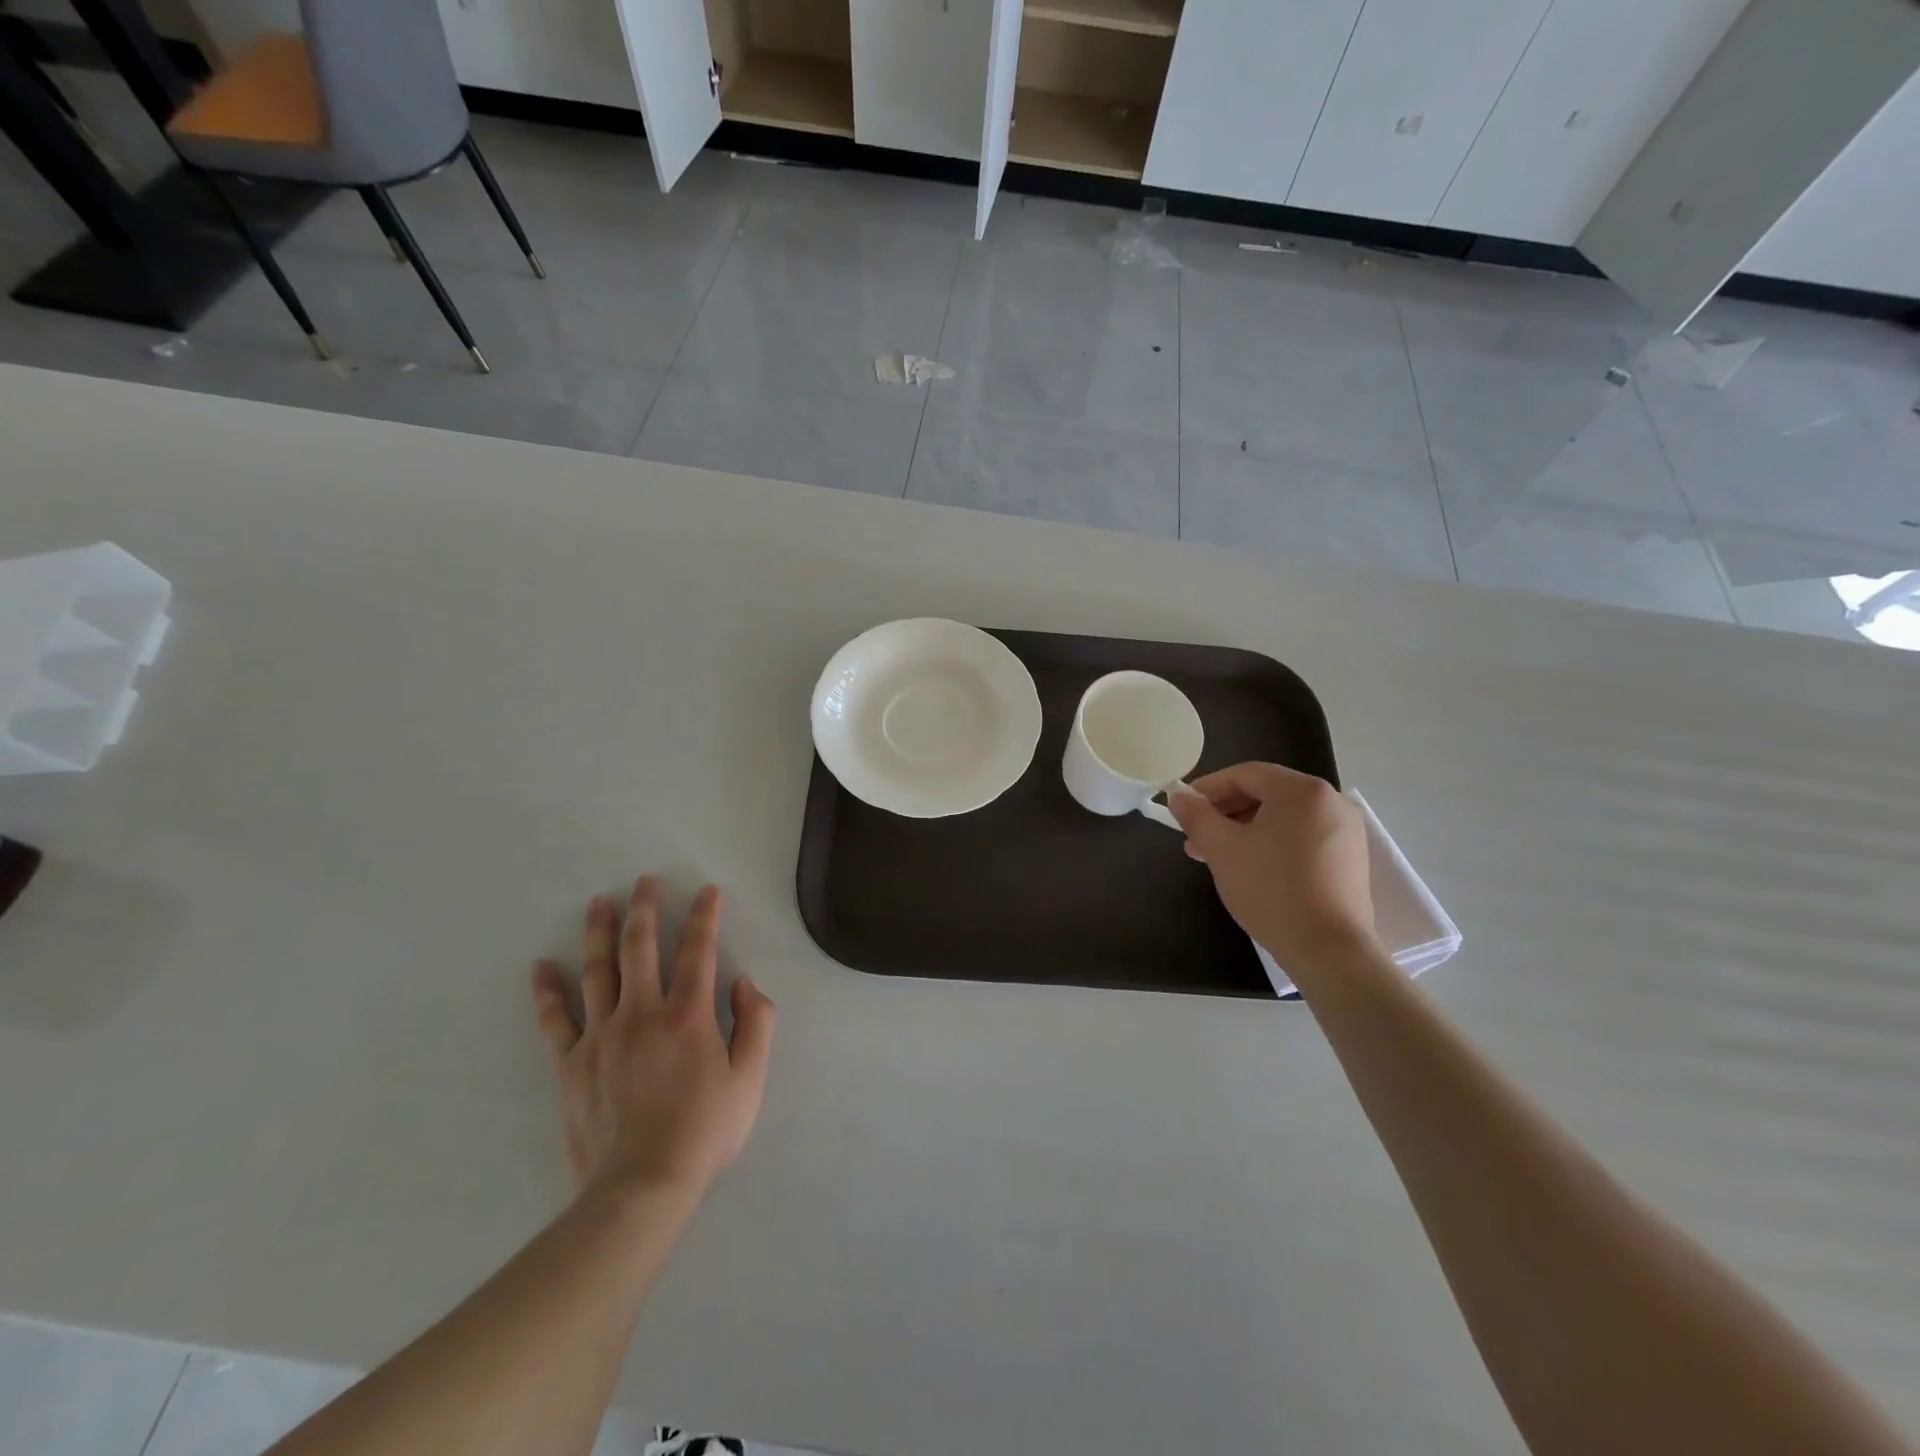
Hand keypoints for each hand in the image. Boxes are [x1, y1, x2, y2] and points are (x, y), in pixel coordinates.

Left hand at [532, 877, 774, 1200]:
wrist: (641, 1186)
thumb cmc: (704, 1131)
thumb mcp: (752, 1078)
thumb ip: (757, 1023)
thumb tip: (745, 983)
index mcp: (688, 1014)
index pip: (698, 949)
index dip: (705, 916)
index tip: (707, 891)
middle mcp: (642, 1012)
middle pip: (641, 947)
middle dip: (645, 908)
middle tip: (645, 881)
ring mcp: (601, 1035)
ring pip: (598, 970)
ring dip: (600, 932)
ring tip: (599, 902)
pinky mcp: (572, 1063)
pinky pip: (555, 1019)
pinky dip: (547, 991)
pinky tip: (542, 967)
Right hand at [1167, 763, 1377, 970]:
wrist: (1328, 950)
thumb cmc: (1271, 889)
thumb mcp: (1221, 849)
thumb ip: (1196, 816)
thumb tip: (1179, 797)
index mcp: (1302, 790)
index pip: (1245, 774)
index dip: (1208, 788)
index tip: (1183, 808)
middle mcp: (1331, 801)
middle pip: (1266, 794)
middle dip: (1225, 813)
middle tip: (1195, 837)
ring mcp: (1345, 832)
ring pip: (1283, 819)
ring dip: (1244, 831)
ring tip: (1215, 856)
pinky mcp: (1350, 860)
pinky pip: (1301, 838)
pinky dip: (1271, 845)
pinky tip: (1250, 868)